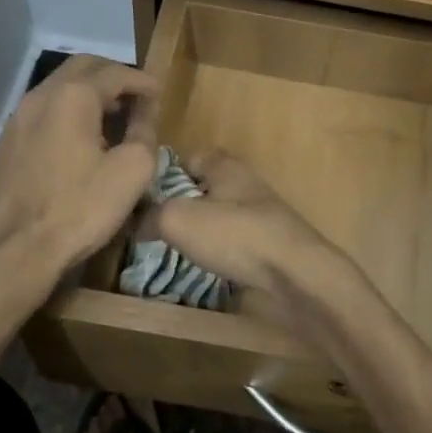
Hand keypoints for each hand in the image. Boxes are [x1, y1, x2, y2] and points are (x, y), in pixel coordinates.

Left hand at [0, 56, 158, 279]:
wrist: (18, 249)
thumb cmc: (81, 208)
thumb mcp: (132, 171)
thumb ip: (144, 134)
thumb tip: (143, 117)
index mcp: (74, 96)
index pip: (116, 73)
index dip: (142, 81)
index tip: (159, 95)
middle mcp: (40, 96)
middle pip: (82, 68)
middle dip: (113, 76)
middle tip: (136, 96)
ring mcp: (17, 119)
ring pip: (58, 88)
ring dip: (88, 93)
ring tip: (111, 117)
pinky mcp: (6, 143)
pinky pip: (42, 112)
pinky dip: (66, 112)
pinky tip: (79, 140)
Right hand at [147, 151, 343, 300]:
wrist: (294, 275)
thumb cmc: (235, 235)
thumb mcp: (177, 219)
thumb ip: (152, 216)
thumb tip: (137, 222)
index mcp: (226, 167)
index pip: (192, 157)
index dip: (168, 172)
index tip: (145, 195)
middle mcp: (246, 186)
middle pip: (207, 189)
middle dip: (183, 206)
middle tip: (153, 228)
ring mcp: (263, 217)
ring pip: (222, 218)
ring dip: (202, 233)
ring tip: (174, 251)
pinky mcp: (272, 247)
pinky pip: (237, 245)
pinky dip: (221, 254)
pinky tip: (206, 270)